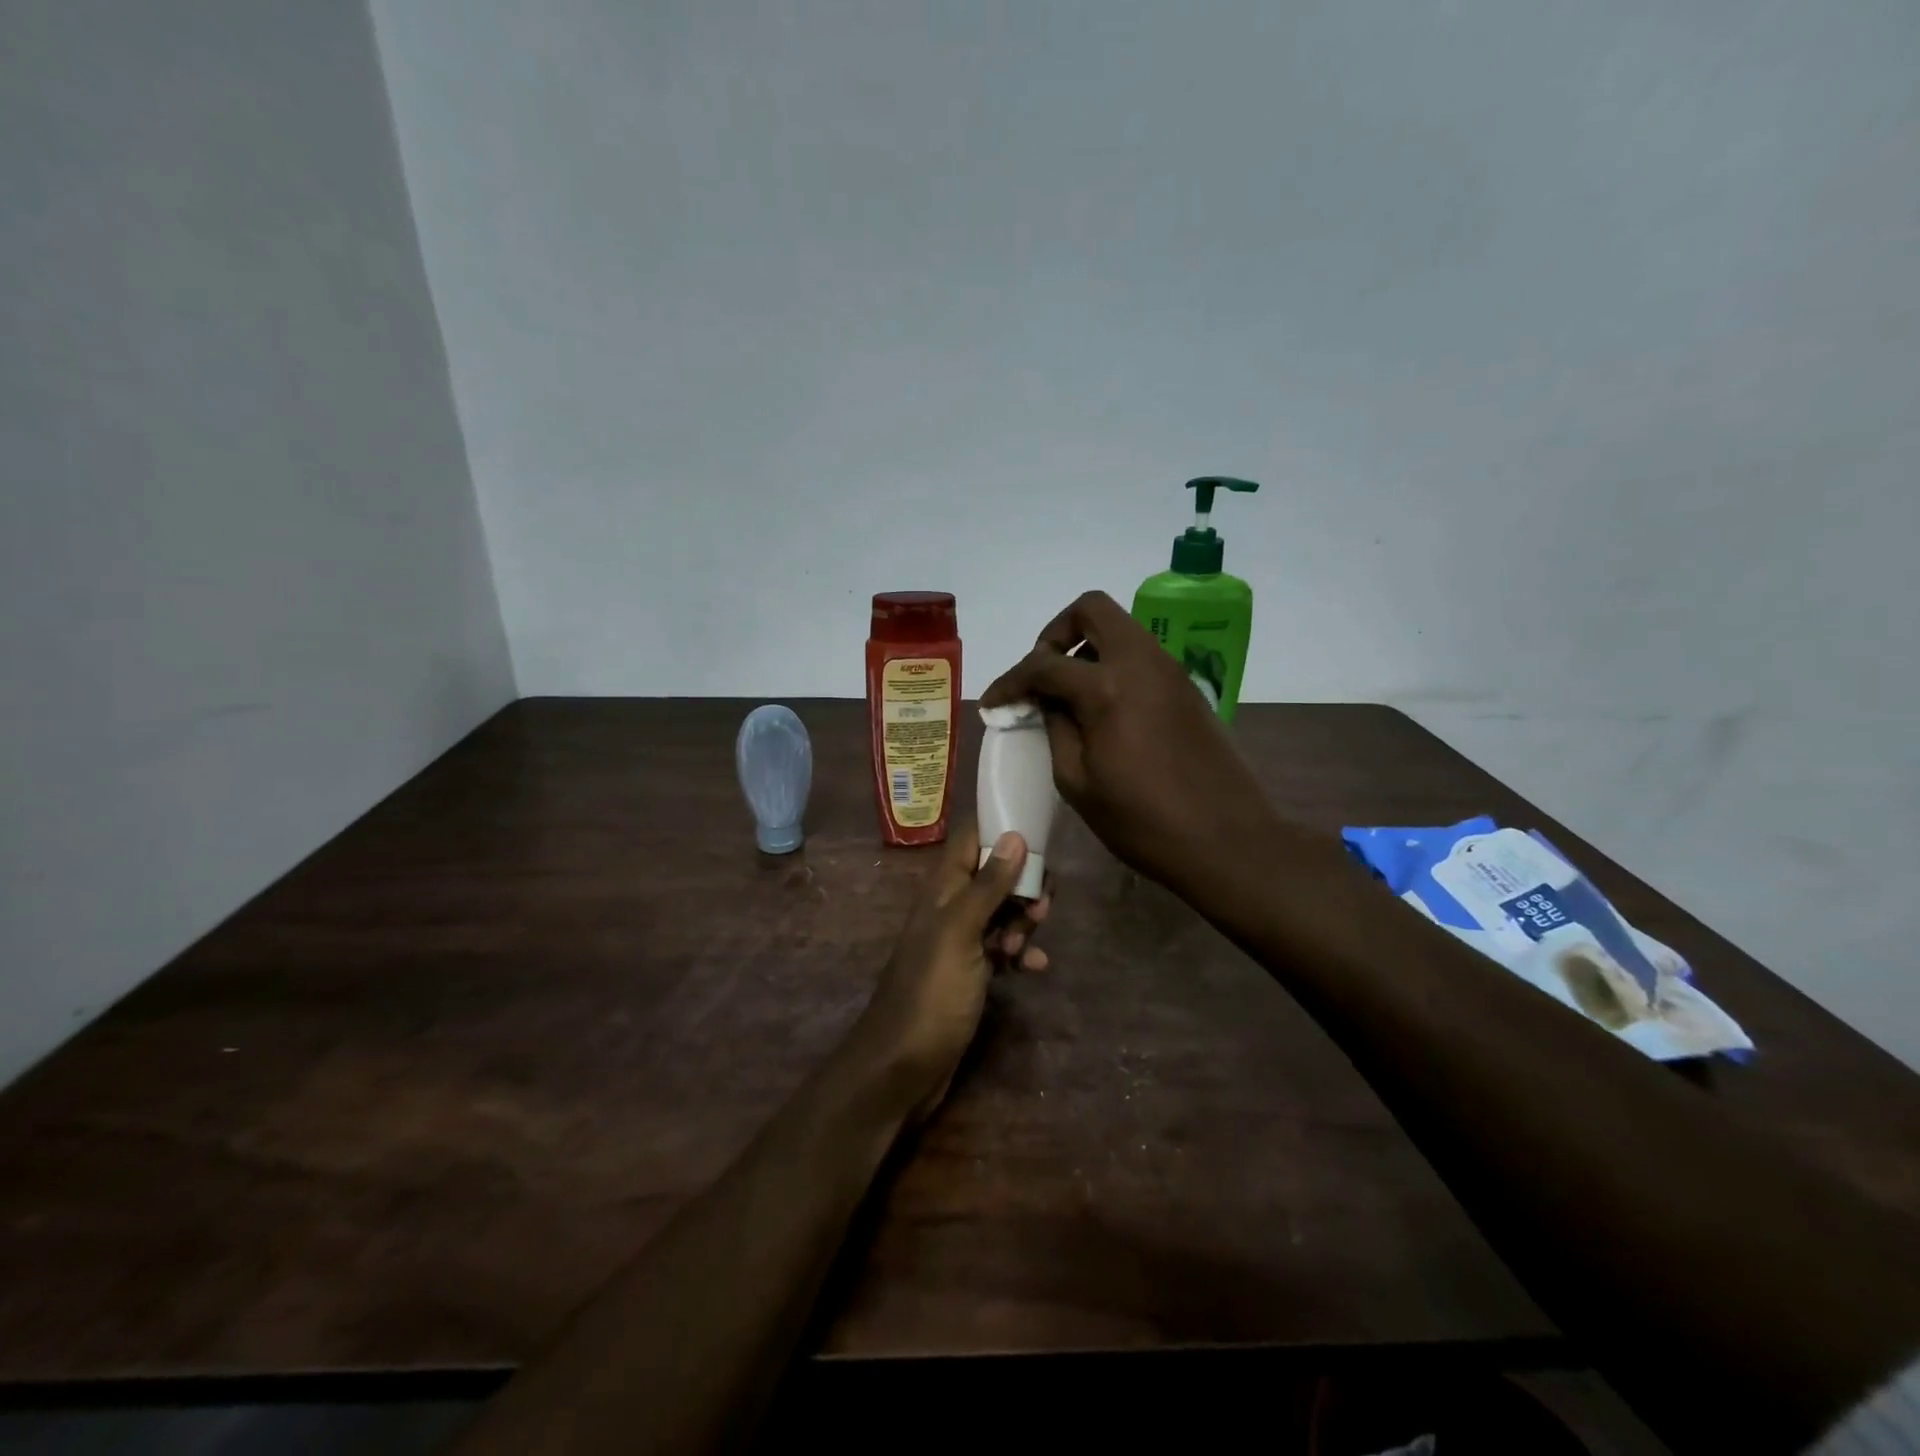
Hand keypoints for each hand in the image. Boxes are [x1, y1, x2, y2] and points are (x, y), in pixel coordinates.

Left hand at [858, 821, 1051, 1124]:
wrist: (903, 1066)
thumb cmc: (931, 993)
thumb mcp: (961, 933)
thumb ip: (987, 885)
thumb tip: (1014, 835)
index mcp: (943, 888)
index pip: (972, 838)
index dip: (1003, 829)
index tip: (1040, 835)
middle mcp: (951, 907)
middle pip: (995, 874)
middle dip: (1024, 884)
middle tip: (1039, 909)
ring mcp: (962, 940)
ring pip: (1003, 911)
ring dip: (1023, 921)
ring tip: (1026, 946)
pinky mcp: (972, 971)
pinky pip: (1003, 948)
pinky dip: (1021, 953)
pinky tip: (1034, 968)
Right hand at [981, 590, 1283, 903]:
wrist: (1227, 840)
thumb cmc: (1142, 822)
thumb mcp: (1077, 781)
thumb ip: (1055, 728)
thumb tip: (1044, 701)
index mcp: (1107, 688)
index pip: (1044, 664)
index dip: (1010, 681)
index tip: (993, 703)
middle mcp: (1141, 662)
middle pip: (1091, 610)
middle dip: (1055, 634)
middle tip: (1040, 675)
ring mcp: (1170, 670)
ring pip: (1120, 629)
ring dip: (1086, 647)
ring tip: (1067, 693)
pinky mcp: (1186, 687)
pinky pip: (1140, 654)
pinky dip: (1113, 665)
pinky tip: (1102, 708)